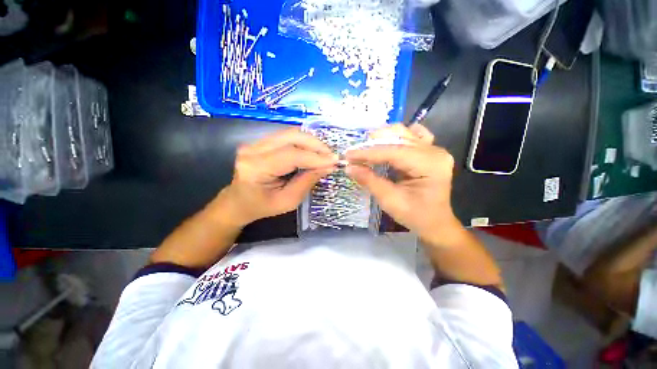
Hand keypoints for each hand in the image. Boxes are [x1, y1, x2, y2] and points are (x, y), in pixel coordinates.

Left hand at [218, 128, 337, 226]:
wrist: (239, 201)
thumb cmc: (262, 206)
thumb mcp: (288, 201)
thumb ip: (308, 181)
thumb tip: (328, 166)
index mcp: (256, 168)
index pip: (291, 155)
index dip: (315, 157)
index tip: (334, 161)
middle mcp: (253, 149)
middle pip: (292, 137)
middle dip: (316, 145)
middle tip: (331, 156)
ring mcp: (255, 142)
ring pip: (291, 133)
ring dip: (311, 142)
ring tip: (324, 154)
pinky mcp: (261, 141)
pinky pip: (288, 137)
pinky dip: (304, 142)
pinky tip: (313, 151)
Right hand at [346, 124, 460, 242]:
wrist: (435, 222)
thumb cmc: (415, 215)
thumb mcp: (390, 200)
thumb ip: (369, 180)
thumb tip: (349, 167)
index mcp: (430, 165)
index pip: (393, 152)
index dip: (368, 153)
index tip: (348, 155)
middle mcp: (434, 152)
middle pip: (398, 138)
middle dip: (373, 145)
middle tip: (354, 154)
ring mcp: (433, 149)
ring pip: (403, 133)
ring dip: (382, 139)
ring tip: (365, 148)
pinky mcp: (429, 151)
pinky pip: (411, 136)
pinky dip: (396, 138)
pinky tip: (386, 143)